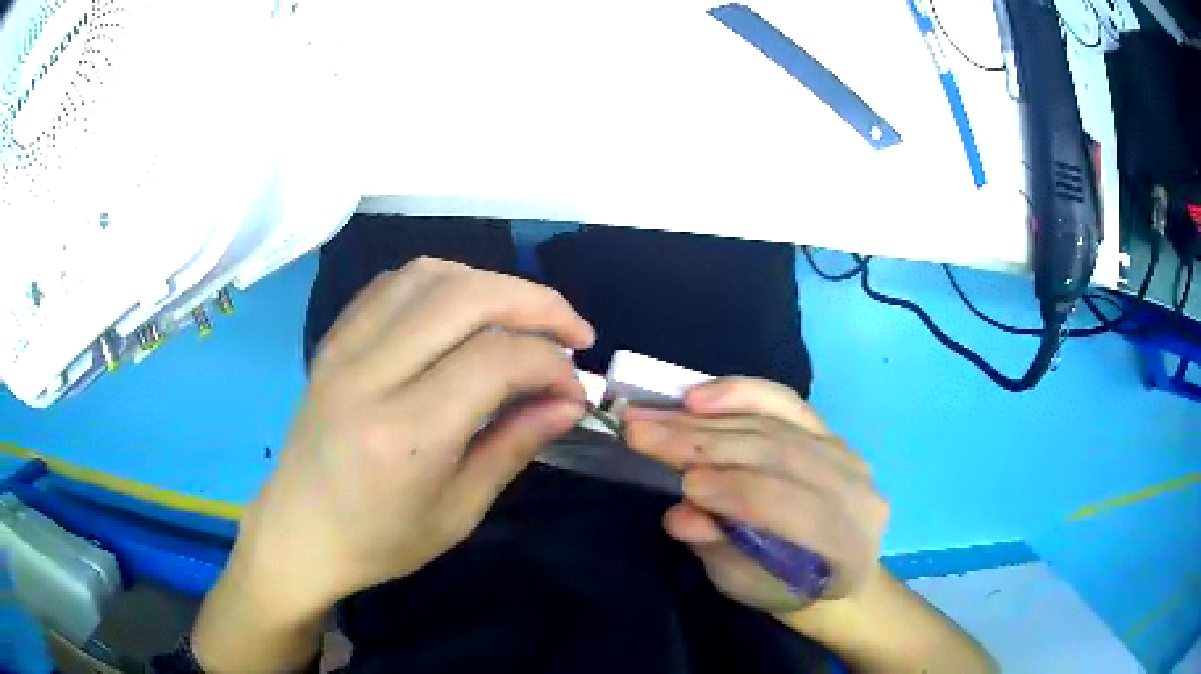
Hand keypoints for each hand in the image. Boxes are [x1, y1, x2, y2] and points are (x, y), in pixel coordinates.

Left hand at [225, 258, 595, 619]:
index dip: (551, 363)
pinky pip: (394, 283)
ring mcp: (344, 348)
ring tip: (524, 317)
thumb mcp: (459, 512)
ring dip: (491, 283)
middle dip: (536, 303)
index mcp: (405, 433)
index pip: (496, 359)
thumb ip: (515, 445)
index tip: (575, 388)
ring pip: (431, 275)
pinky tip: (464, 309)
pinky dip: (444, 282)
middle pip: (467, 296)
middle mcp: (370, 374)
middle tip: (572, 332)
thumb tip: (570, 401)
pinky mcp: (333, 339)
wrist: (300, 531)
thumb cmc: (380, 541)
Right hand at [623, 378, 888, 614]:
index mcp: (846, 545)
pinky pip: (783, 402)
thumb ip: (719, 550)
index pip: (788, 505)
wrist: (829, 566)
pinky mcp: (828, 431)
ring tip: (654, 415)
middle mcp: (856, 490)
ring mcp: (846, 454)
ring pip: (771, 425)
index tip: (682, 482)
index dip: (734, 490)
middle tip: (641, 432)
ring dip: (706, 419)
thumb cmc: (784, 586)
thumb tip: (680, 515)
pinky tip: (698, 396)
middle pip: (775, 453)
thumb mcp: (746, 586)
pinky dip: (739, 394)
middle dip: (702, 442)